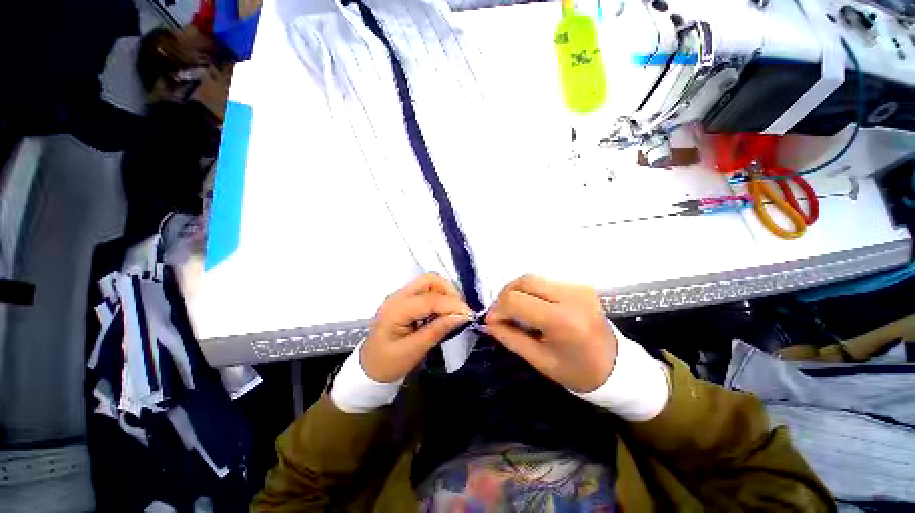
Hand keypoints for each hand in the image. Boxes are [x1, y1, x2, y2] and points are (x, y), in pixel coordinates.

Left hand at [361, 273, 473, 381]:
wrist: (369, 368)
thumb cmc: (389, 363)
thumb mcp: (414, 351)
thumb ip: (437, 330)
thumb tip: (461, 316)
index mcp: (396, 309)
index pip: (430, 299)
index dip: (453, 305)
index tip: (469, 315)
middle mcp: (398, 296)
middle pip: (429, 279)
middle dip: (450, 291)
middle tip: (460, 310)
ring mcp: (400, 295)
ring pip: (429, 282)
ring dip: (446, 292)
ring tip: (454, 311)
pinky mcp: (405, 299)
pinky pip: (426, 290)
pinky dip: (439, 296)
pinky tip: (443, 311)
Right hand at [485, 274, 616, 392]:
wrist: (617, 366)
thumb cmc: (577, 370)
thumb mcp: (539, 360)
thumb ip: (510, 337)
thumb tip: (488, 322)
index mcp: (562, 319)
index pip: (517, 300)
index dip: (497, 308)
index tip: (491, 321)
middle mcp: (571, 295)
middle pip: (524, 280)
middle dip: (505, 294)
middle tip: (500, 312)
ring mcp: (578, 287)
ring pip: (533, 277)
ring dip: (516, 290)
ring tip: (513, 308)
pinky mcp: (579, 285)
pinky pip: (545, 280)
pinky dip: (530, 290)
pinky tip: (529, 304)